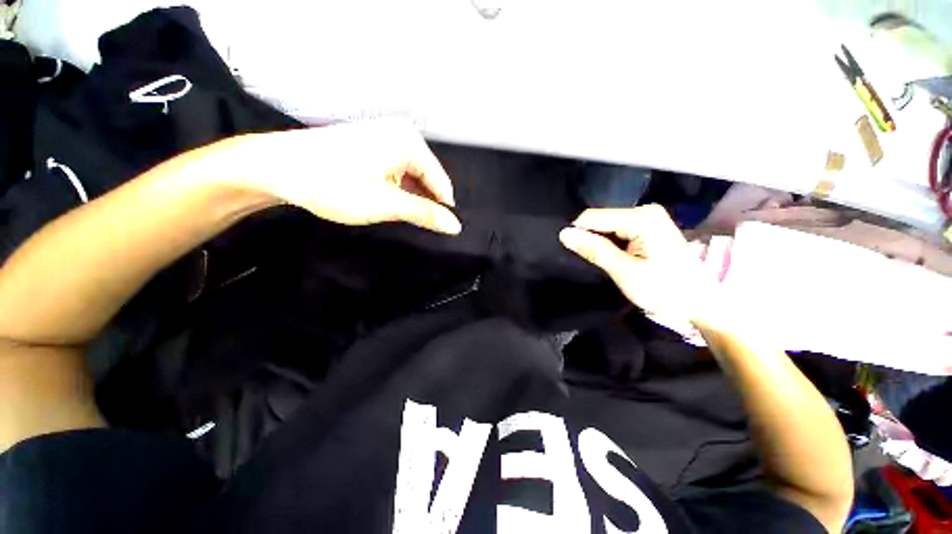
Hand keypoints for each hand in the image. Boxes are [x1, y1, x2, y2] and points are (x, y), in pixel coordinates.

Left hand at [212, 118, 460, 234]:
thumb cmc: (334, 184)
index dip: (442, 209)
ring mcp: (385, 136)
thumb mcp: (387, 204)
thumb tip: (455, 226)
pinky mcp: (371, 143)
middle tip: (413, 224)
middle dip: (423, 202)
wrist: (277, 167)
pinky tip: (384, 200)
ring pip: (411, 175)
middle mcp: (401, 134)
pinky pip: (396, 170)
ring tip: (396, 214)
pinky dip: (395, 188)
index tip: (439, 230)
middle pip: (427, 178)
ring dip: (407, 197)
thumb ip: (425, 214)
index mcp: (410, 143)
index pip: (442, 183)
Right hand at [559, 205, 711, 321]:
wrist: (699, 303)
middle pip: (600, 219)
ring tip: (596, 261)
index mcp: (642, 218)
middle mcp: (644, 211)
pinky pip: (616, 231)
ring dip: (598, 242)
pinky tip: (609, 257)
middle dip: (589, 238)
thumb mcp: (625, 271)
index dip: (578, 234)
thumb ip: (595, 250)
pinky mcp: (647, 228)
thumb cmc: (665, 290)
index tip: (571, 253)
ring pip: (606, 226)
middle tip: (587, 261)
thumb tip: (564, 234)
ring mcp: (647, 219)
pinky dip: (608, 244)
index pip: (593, 217)